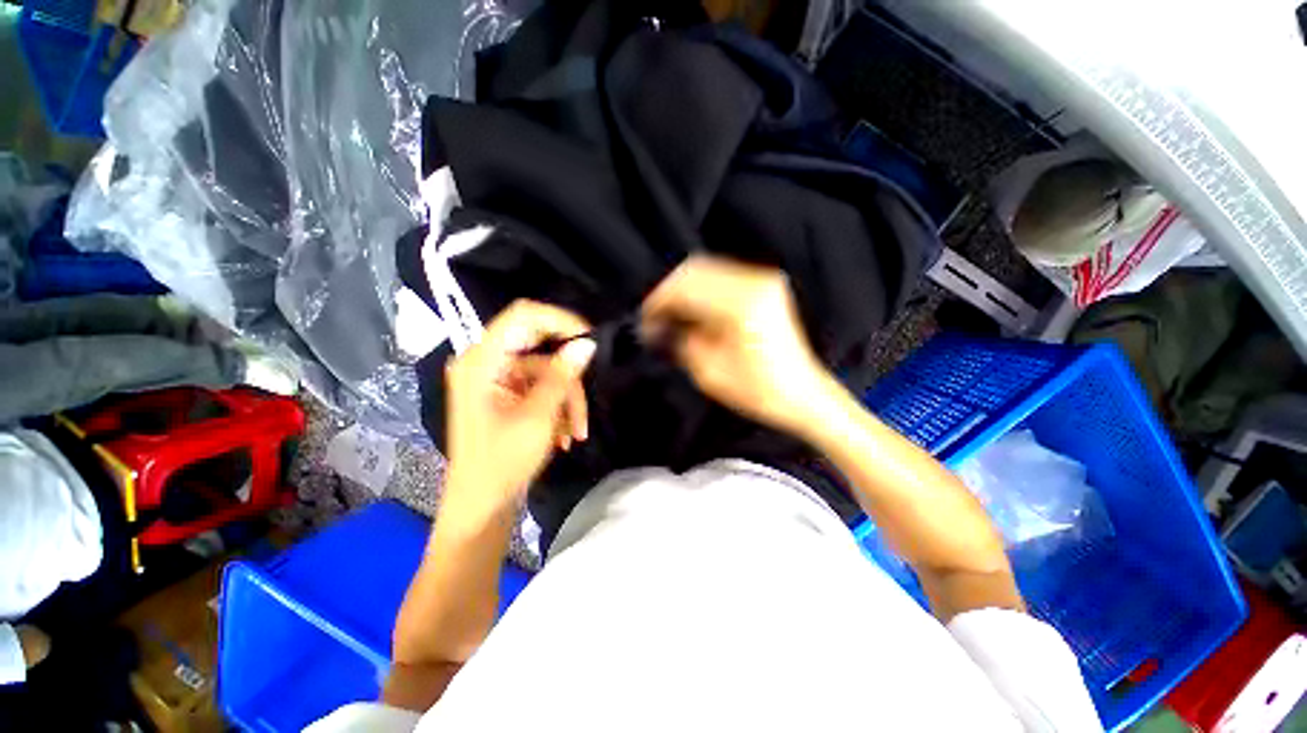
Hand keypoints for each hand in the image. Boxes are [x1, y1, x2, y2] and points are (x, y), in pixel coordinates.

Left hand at [443, 300, 595, 519]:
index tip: (589, 340)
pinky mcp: (506, 392)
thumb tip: (587, 344)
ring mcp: (496, 378)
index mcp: (482, 361)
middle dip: (568, 373)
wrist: (482, 504)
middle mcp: (485, 362)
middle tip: (589, 390)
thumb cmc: (502, 463)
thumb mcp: (538, 417)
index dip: (559, 320)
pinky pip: (541, 386)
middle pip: (539, 345)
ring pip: (546, 370)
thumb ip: (562, 376)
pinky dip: (558, 406)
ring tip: (578, 431)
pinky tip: (565, 433)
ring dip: (567, 398)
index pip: (523, 316)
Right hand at [641, 255, 837, 436]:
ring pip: (706, 270)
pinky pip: (721, 277)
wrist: (802, 394)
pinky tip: (693, 312)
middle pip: (694, 270)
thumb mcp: (709, 372)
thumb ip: (681, 340)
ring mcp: (762, 281)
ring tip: (671, 317)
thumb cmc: (759, 391)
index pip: (685, 286)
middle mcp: (754, 283)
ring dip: (683, 291)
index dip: (658, 301)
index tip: (645, 320)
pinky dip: (701, 290)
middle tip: (655, 319)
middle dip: (668, 293)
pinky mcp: (764, 287)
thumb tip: (661, 325)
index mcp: (741, 305)